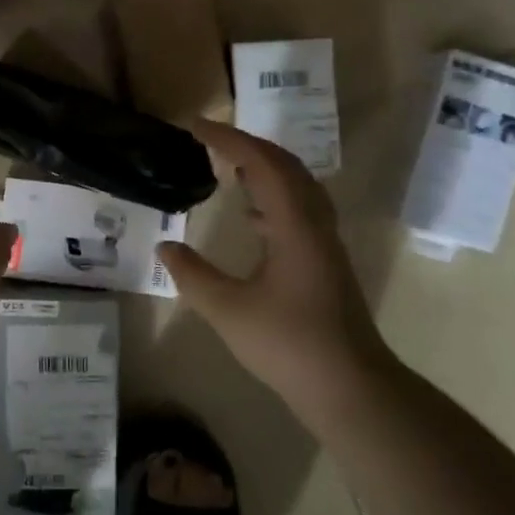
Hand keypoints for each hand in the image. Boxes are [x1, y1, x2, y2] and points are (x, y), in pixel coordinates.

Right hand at [157, 119, 390, 414]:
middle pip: (286, 166)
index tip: (194, 127)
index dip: (228, 139)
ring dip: (264, 168)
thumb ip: (192, 275)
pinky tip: (251, 216)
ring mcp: (324, 243)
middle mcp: (315, 224)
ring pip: (297, 187)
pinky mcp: (325, 262)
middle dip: (247, 145)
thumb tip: (164, 248)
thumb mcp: (227, 310)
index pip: (262, 163)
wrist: (350, 387)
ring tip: (228, 166)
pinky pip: (299, 210)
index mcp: (295, 226)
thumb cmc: (288, 345)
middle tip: (209, 141)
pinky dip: (272, 197)